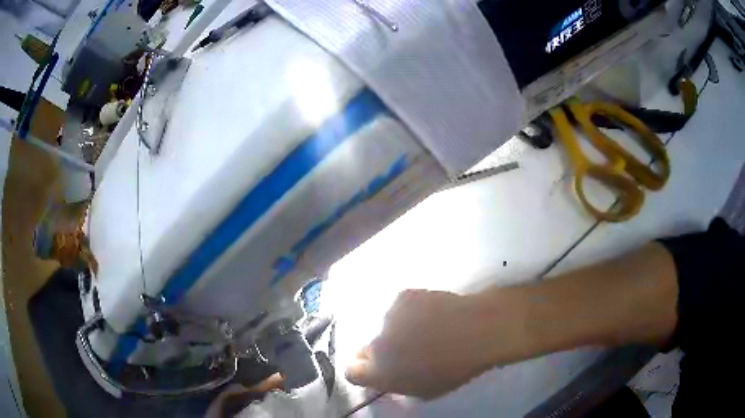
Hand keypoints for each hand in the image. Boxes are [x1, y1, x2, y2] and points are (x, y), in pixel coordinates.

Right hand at [344, 289, 502, 398]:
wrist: (478, 330)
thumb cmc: (454, 369)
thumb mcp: (424, 391)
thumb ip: (397, 385)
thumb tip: (389, 376)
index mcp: (379, 372)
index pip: (350, 372)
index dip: (362, 371)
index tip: (376, 371)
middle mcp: (375, 344)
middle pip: (367, 349)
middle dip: (383, 352)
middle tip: (409, 352)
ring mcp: (388, 317)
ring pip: (387, 328)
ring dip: (399, 330)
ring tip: (429, 330)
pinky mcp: (403, 296)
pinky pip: (401, 308)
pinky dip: (412, 311)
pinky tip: (434, 313)